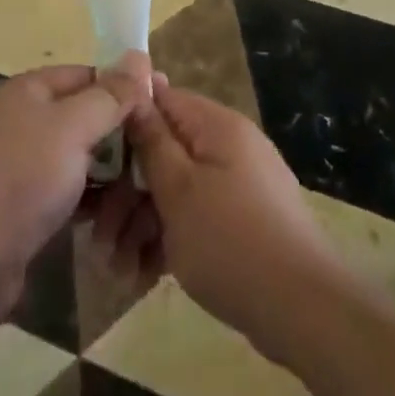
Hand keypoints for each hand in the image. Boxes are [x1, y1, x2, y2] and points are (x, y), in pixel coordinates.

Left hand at [0, 55, 151, 327]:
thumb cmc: (18, 182)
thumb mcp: (72, 129)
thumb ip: (109, 96)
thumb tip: (140, 57)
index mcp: (24, 91)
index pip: (85, 75)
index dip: (123, 87)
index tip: (159, 107)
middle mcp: (15, 121)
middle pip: (80, 116)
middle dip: (117, 134)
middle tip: (156, 154)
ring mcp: (11, 167)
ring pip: (72, 158)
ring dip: (104, 172)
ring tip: (141, 189)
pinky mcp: (12, 209)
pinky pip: (59, 191)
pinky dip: (83, 199)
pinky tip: (110, 217)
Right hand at [115, 79, 347, 357]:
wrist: (302, 309)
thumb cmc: (231, 240)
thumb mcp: (179, 189)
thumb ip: (153, 140)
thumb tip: (138, 87)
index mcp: (216, 126)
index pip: (162, 100)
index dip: (124, 124)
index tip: (92, 156)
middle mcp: (227, 145)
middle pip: (164, 151)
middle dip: (126, 192)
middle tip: (99, 236)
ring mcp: (236, 184)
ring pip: (174, 190)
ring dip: (140, 223)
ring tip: (116, 269)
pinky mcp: (240, 221)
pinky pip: (194, 217)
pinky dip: (167, 240)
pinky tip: (142, 277)